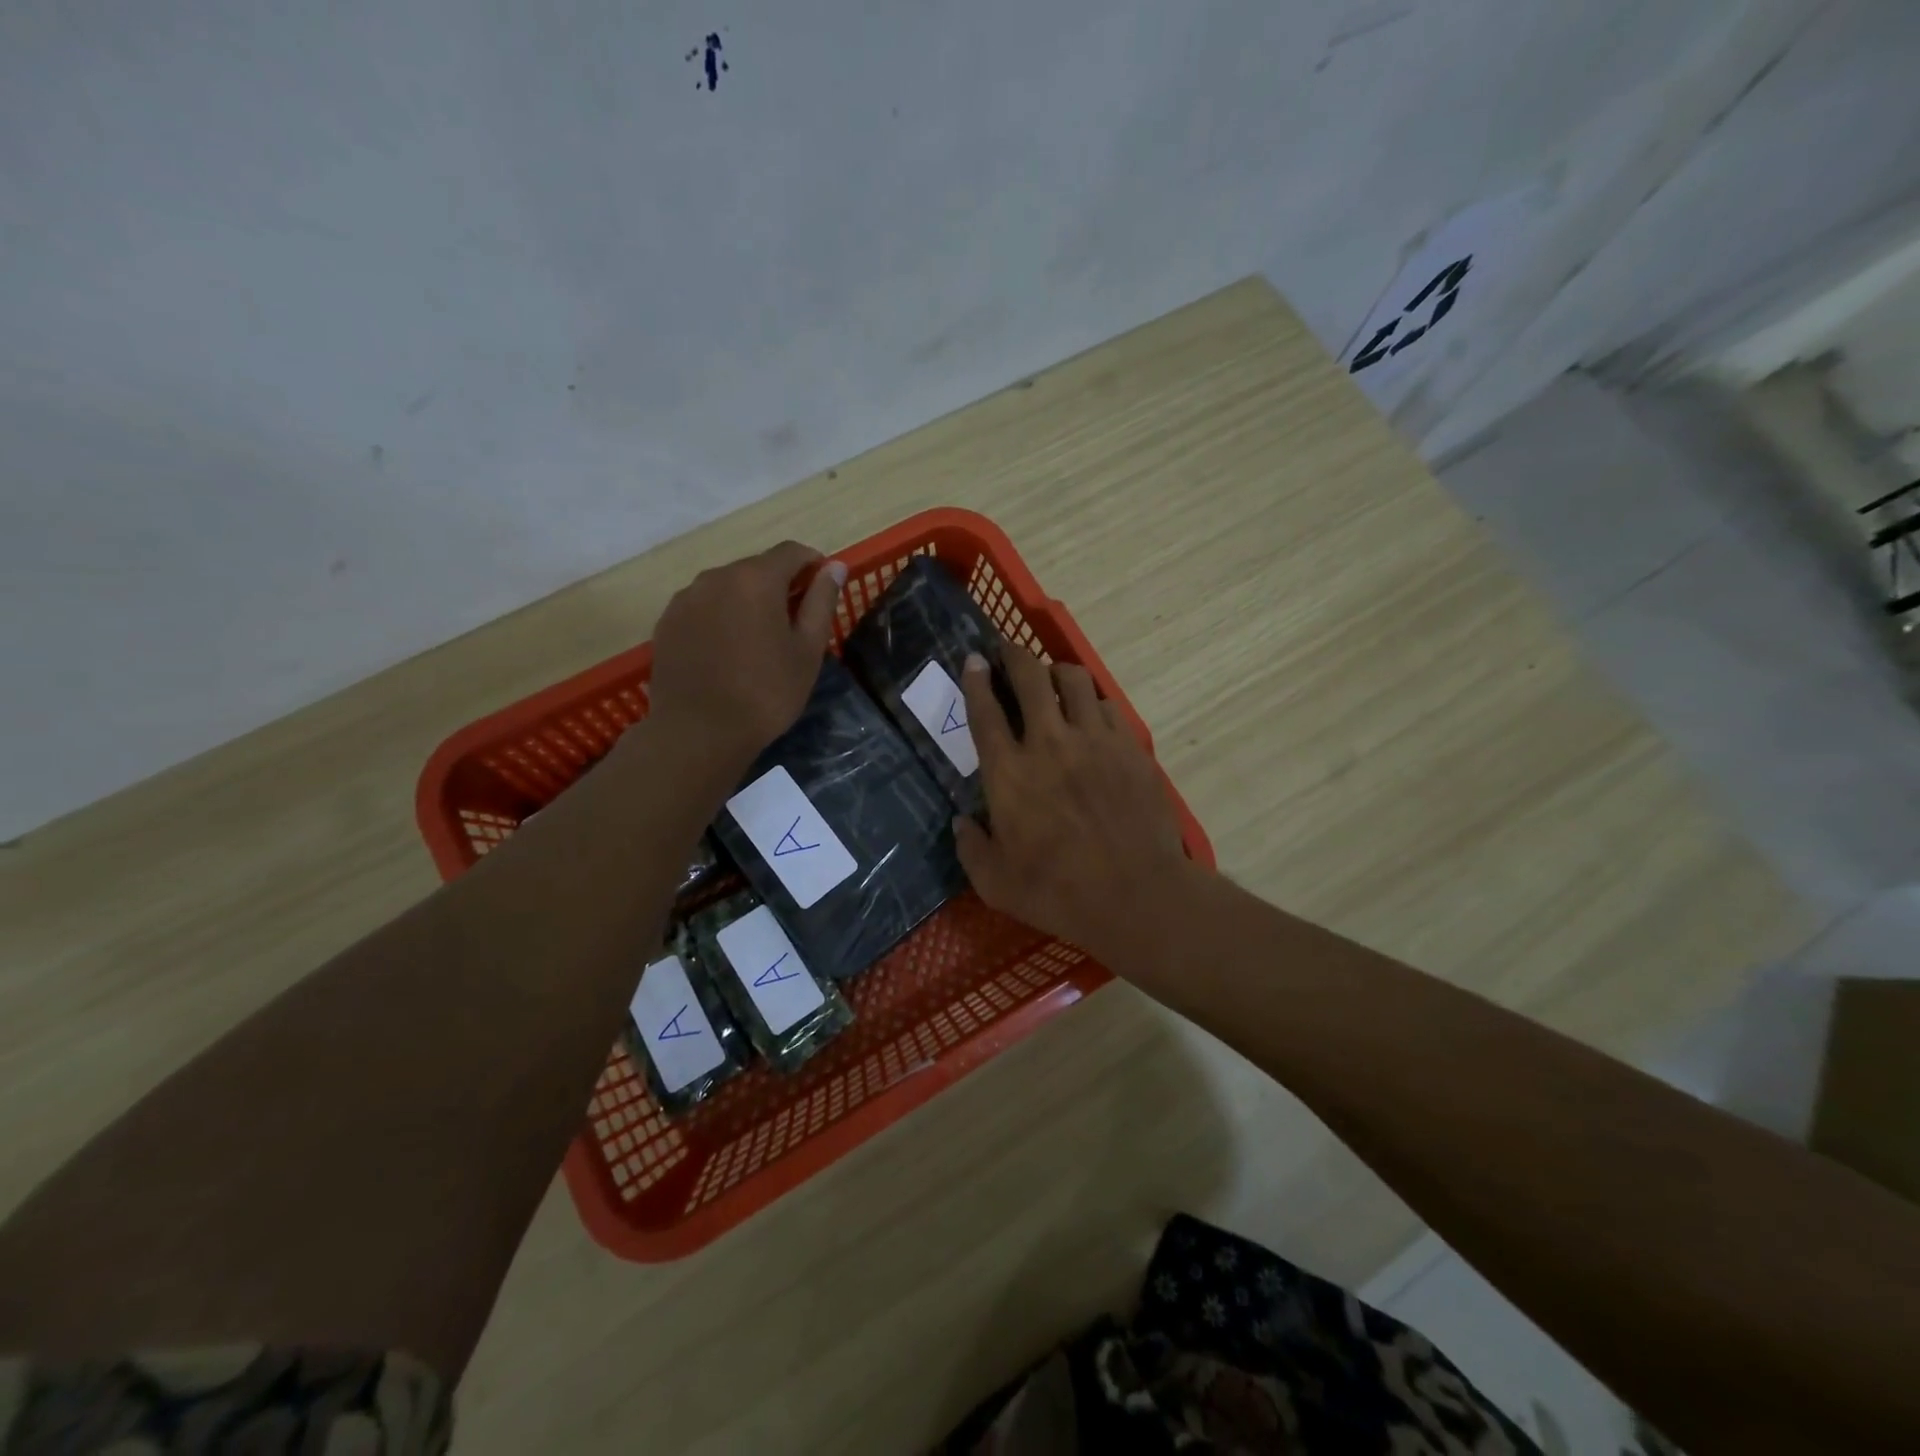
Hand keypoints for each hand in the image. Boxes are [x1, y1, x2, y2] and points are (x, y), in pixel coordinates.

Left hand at [647, 541, 846, 770]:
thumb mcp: (807, 650)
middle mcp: (716, 576)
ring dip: (747, 602)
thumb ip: (821, 602)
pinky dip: (720, 617)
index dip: (813, 565)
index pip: (792, 552)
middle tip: (794, 624)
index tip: (822, 590)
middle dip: (779, 585)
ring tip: (757, 641)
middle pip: (756, 568)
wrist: (698, 732)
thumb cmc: (765, 693)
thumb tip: (834, 566)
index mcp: (756, 579)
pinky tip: (727, 652)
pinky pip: (702, 607)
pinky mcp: (666, 622)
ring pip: (727, 587)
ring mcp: (686, 598)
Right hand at [953, 647, 1193, 968]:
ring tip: (1052, 679)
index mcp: (1009, 773)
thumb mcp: (996, 884)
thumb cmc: (1058, 893)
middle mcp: (1049, 743)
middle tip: (1008, 652)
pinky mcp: (1130, 748)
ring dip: (1057, 673)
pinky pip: (1108, 706)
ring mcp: (1095, 741)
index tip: (973, 659)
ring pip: (1074, 680)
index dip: (975, 679)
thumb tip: (961, 823)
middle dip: (1015, 655)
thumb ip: (971, 849)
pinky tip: (1091, 715)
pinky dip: (1093, 702)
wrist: (1136, 895)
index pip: (985, 711)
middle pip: (1030, 677)